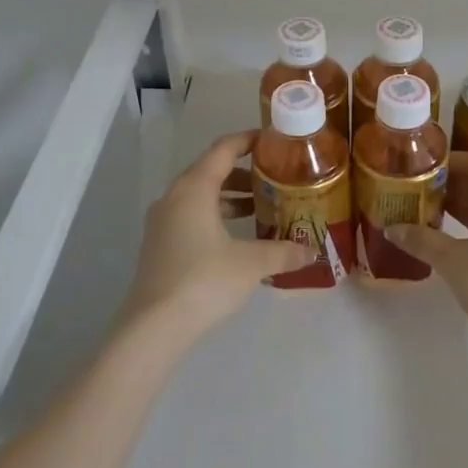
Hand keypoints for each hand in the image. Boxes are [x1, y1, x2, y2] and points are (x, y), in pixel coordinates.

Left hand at [118, 131, 305, 342]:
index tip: (273, 141)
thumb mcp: (252, 263)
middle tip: (274, 178)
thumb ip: (284, 252)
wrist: (154, 327)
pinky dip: (215, 216)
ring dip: (229, 197)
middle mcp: (174, 197)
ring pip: (200, 196)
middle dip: (243, 172)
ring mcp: (162, 222)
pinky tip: (237, 238)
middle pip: (210, 170)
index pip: (223, 149)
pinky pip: (191, 216)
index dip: (248, 140)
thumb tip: (313, 252)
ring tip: (260, 209)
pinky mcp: (159, 245)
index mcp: (194, 188)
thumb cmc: (204, 280)